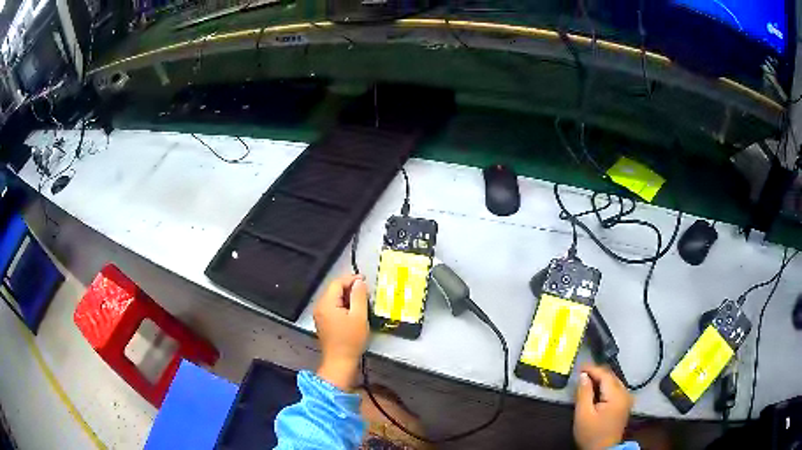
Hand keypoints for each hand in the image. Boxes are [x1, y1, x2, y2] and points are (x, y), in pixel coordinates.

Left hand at [314, 274, 369, 390]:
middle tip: (366, 292)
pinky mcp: (323, 322)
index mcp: (326, 303)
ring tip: (362, 301)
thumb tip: (359, 282)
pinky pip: (332, 307)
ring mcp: (320, 315)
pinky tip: (354, 311)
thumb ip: (359, 296)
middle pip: (334, 289)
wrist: (340, 362)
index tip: (365, 281)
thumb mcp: (359, 316)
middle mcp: (320, 306)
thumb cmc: (350, 340)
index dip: (351, 279)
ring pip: (334, 298)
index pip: (337, 283)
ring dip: (347, 297)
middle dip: (350, 288)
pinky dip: (343, 305)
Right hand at [573, 364, 633, 449]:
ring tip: (586, 380)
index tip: (579, 366)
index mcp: (616, 395)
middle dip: (596, 373)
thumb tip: (583, 376)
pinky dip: (605, 386)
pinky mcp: (624, 404)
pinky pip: (615, 389)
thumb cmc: (591, 434)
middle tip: (581, 373)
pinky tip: (596, 390)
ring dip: (601, 379)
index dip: (592, 369)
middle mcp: (625, 393)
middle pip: (611, 376)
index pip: (605, 375)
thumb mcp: (583, 415)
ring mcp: (627, 398)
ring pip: (614, 382)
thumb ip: (584, 393)